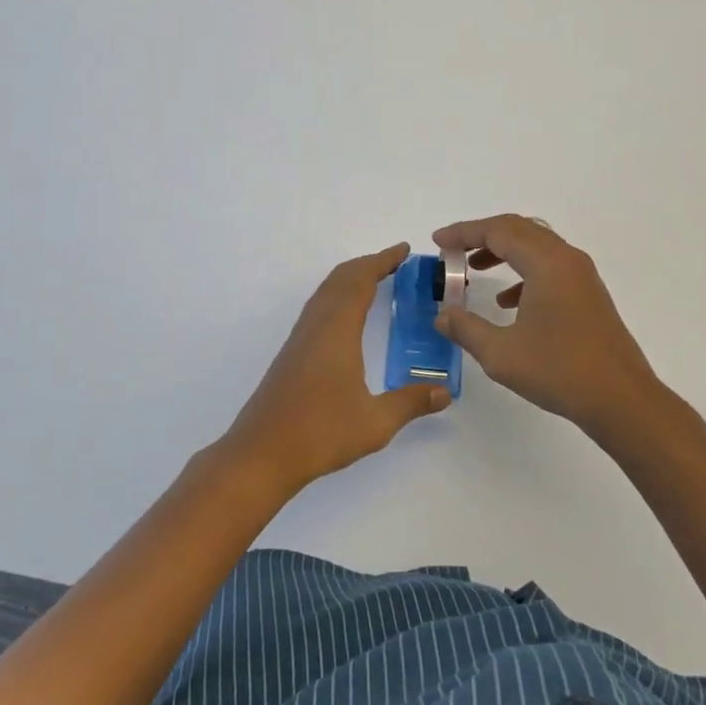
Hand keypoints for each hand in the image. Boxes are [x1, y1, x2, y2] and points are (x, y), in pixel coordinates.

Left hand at [217, 243, 451, 497]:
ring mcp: (300, 338)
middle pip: (340, 279)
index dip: (383, 261)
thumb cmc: (319, 432)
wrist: (261, 454)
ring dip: (350, 279)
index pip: (361, 280)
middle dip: (368, 264)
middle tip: (396, 263)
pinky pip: (318, 308)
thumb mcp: (375, 422)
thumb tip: (444, 392)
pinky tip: (347, 318)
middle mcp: (316, 325)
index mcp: (337, 330)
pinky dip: (338, 296)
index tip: (404, 250)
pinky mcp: (292, 354)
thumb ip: (411, 403)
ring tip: (375, 281)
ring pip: (326, 292)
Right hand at [434, 215, 662, 434]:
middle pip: (518, 229)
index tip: (437, 241)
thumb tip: (442, 315)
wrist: (622, 400)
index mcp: (546, 263)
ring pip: (535, 245)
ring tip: (474, 269)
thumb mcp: (501, 353)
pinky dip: (523, 271)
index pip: (498, 231)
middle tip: (452, 250)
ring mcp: (581, 275)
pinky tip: (508, 302)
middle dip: (481, 236)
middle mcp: (566, 259)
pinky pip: (549, 265)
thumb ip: (466, 328)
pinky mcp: (588, 293)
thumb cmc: (560, 372)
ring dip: (502, 251)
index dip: (463, 233)